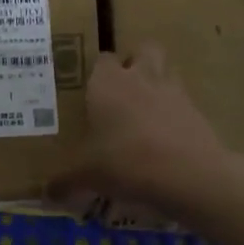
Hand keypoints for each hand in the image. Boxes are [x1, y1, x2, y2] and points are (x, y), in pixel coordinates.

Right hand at [52, 44, 243, 210]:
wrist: (189, 174)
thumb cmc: (126, 162)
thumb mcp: (87, 176)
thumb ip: (65, 182)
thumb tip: (46, 194)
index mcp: (108, 83)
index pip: (102, 59)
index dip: (97, 72)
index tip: (90, 90)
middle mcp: (141, 77)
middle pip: (143, 49)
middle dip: (135, 62)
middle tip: (122, 89)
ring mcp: (174, 91)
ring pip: (167, 70)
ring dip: (157, 82)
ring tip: (145, 112)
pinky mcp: (197, 111)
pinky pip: (183, 102)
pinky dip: (174, 113)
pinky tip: (165, 138)